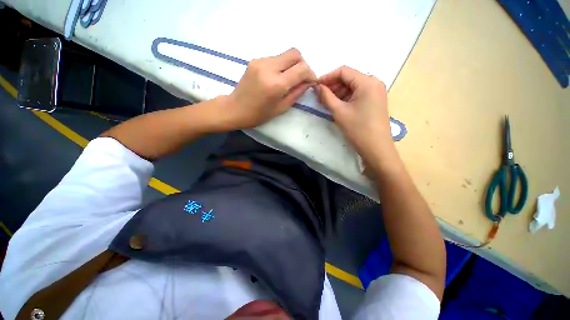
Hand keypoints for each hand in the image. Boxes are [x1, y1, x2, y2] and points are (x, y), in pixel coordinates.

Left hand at [220, 48, 316, 129]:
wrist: (234, 109)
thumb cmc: (258, 115)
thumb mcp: (281, 108)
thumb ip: (297, 93)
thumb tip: (308, 82)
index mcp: (276, 84)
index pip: (302, 69)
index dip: (311, 74)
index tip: (311, 82)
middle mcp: (269, 67)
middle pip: (295, 53)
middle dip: (303, 65)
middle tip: (301, 78)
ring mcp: (260, 61)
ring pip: (285, 55)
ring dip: (291, 65)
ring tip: (288, 80)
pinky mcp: (255, 60)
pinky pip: (275, 58)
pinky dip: (281, 66)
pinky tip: (277, 78)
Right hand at [316, 66, 394, 163]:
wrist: (376, 148)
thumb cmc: (358, 129)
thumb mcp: (339, 112)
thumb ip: (326, 96)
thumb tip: (316, 86)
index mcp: (367, 81)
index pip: (343, 71)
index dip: (327, 77)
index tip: (315, 86)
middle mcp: (374, 82)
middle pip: (349, 78)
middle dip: (333, 85)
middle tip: (319, 96)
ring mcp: (376, 92)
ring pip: (352, 87)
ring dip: (338, 92)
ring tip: (326, 102)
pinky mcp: (375, 101)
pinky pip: (358, 94)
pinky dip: (346, 98)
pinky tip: (337, 105)